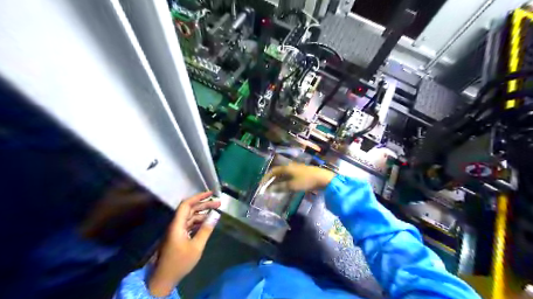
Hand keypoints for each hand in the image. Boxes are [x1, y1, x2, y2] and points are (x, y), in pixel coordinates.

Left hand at [148, 192, 220, 295]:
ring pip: (190, 216)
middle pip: (190, 209)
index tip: (211, 194)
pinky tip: (208, 223)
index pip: (186, 205)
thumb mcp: (196, 246)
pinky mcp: (179, 236)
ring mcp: (177, 230)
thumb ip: (206, 229)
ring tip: (216, 212)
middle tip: (218, 203)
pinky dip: (199, 221)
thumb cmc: (180, 262)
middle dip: (204, 204)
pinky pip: (190, 224)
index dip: (198, 197)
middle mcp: (176, 225)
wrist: (164, 279)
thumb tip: (216, 215)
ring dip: (203, 213)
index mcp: (177, 225)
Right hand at [261, 163, 331, 191]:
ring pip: (283, 175)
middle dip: (271, 180)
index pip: (273, 171)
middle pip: (277, 172)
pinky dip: (284, 181)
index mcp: (286, 168)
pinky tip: (284, 187)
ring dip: (277, 181)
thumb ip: (280, 188)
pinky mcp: (301, 173)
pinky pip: (289, 177)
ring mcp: (296, 169)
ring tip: (273, 189)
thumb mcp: (292, 186)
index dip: (266, 177)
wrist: (323, 178)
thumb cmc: (306, 181)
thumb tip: (269, 190)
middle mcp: (290, 167)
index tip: (261, 185)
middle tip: (266, 187)